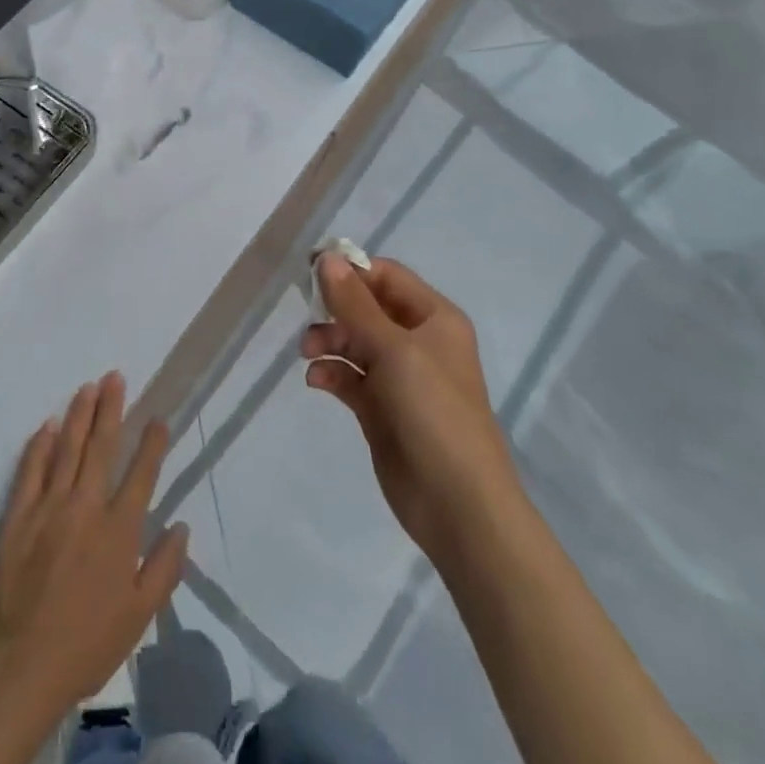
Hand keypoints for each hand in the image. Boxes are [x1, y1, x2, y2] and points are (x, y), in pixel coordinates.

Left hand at [0, 373, 189, 713]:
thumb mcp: (139, 616)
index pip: (141, 474)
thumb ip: (164, 568)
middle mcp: (86, 507)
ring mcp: (49, 506)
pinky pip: (31, 468)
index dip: (151, 443)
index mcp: (119, 531)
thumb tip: (182, 526)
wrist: (21, 662)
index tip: (158, 418)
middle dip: (111, 409)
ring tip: (88, 387)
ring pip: (67, 447)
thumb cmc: (87, 643)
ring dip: (79, 414)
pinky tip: (47, 424)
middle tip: (116, 377)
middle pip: (101, 447)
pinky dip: (40, 444)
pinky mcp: (18, 513)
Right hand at [302, 255, 519, 547]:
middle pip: (367, 308)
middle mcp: (418, 342)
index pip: (387, 277)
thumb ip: (355, 304)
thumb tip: (327, 258)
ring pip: (354, 342)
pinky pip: (350, 377)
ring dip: (328, 341)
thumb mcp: (393, 349)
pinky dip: (331, 374)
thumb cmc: (433, 412)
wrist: (458, 505)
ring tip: (308, 354)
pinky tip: (317, 381)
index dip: (351, 270)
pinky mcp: (381, 409)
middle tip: (306, 316)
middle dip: (335, 309)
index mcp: (434, 319)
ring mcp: (399, 377)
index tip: (310, 271)